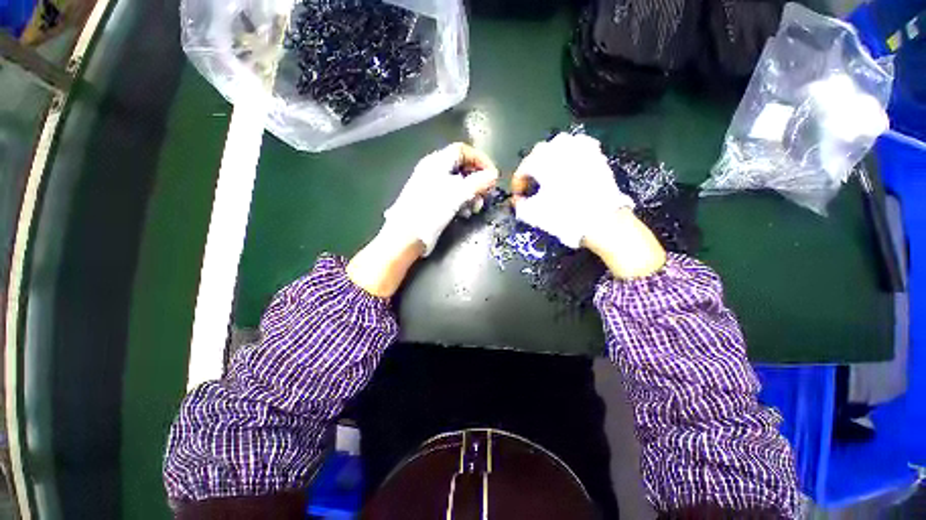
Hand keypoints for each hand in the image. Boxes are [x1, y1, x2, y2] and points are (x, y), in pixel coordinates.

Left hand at [347, 143, 497, 297]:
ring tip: (475, 208)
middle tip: (485, 195)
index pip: (463, 150)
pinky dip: (461, 202)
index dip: (480, 160)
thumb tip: (494, 175)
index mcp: (437, 162)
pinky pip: (452, 196)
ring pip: (459, 184)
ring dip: (471, 194)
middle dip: (477, 181)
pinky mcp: (432, 201)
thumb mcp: (457, 195)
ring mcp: (432, 187)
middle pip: (462, 168)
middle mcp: (434, 171)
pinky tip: (464, 214)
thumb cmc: (430, 211)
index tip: (493, 175)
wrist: (406, 235)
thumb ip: (478, 182)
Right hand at [512, 133, 633, 247]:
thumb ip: (519, 205)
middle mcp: (559, 147)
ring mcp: (580, 148)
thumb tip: (518, 200)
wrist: (601, 220)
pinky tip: (570, 169)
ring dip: (551, 161)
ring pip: (559, 148)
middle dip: (533, 171)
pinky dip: (570, 158)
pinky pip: (578, 149)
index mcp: (540, 159)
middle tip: (533, 187)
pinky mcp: (596, 154)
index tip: (518, 196)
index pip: (522, 169)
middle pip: (539, 155)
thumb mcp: (532, 214)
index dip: (517, 184)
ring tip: (550, 178)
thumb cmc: (563, 215)